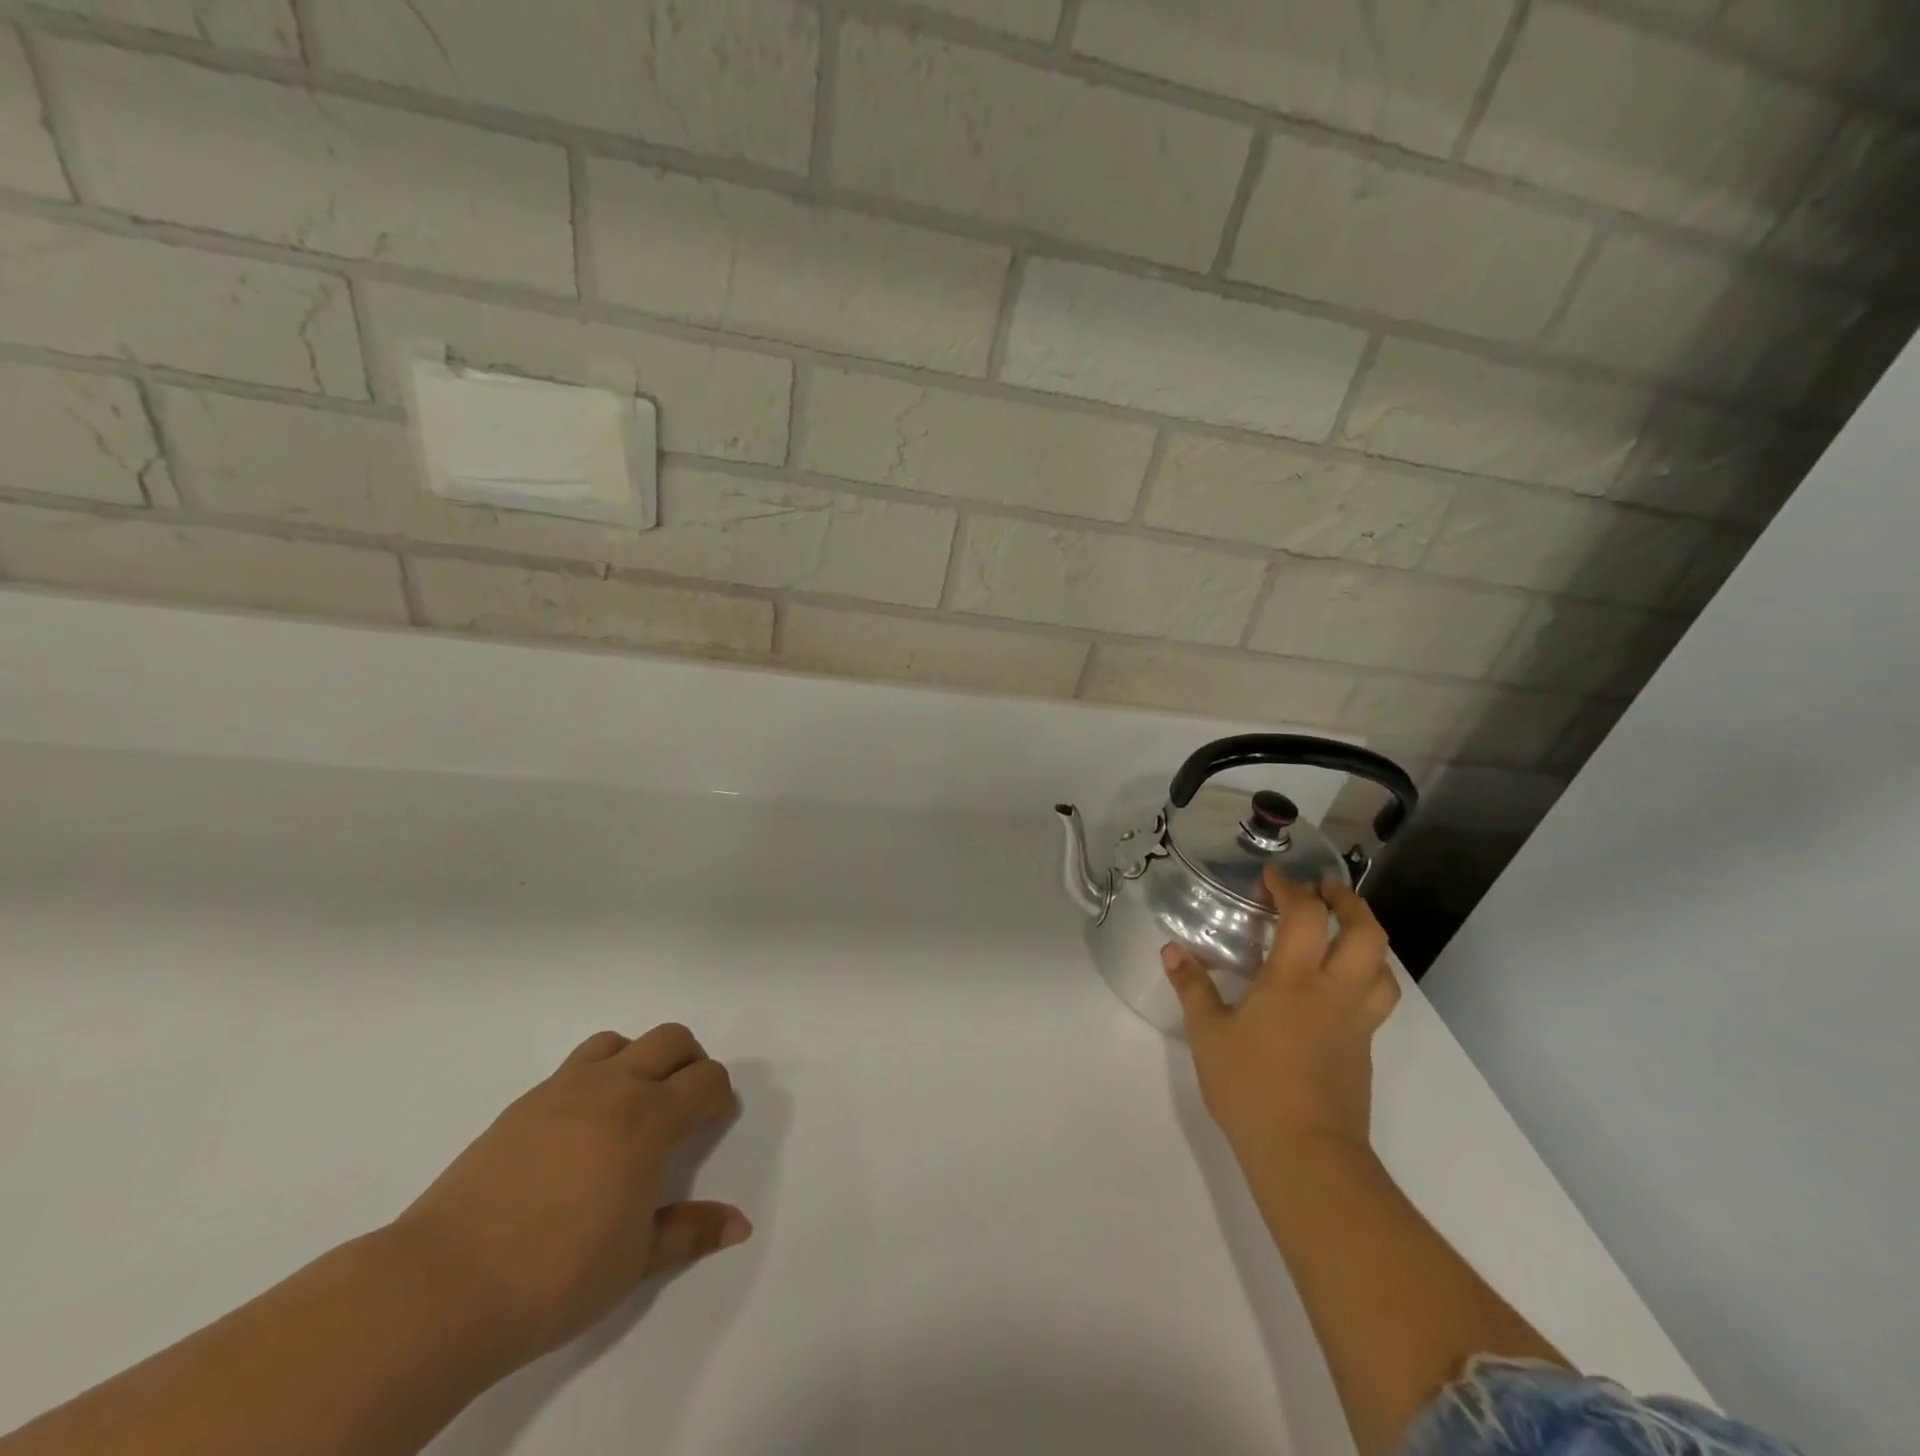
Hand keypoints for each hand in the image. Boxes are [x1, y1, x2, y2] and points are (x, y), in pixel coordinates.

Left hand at [388, 1025, 748, 1366]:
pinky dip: (597, 1076)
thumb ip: (690, 1232)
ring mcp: (564, 1089)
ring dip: (641, 1059)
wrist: (443, 1285)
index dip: (721, 1095)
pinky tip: (583, 1128)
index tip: (718, 1120)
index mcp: (649, 1118)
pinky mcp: (524, 1103)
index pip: (705, 1080)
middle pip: (670, 1040)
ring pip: (619, 1041)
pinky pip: (576, 1066)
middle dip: (691, 1061)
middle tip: (689, 1102)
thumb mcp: (636, 1261)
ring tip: (635, 1104)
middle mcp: (613, 1087)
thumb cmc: (556, 1275)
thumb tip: (740, 1223)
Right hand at [1164, 868, 1398, 1162]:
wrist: (1306, 1155)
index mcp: (1293, 981)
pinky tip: (1336, 990)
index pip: (1304, 916)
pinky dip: (1365, 978)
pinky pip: (1376, 1000)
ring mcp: (1356, 1024)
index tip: (1272, 877)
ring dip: (1368, 940)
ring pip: (1383, 968)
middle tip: (1325, 891)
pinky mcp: (1363, 1052)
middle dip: (1348, 902)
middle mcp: (1334, 993)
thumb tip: (1172, 950)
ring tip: (1343, 934)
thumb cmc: (1251, 1087)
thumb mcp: (1208, 1034)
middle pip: (1365, 933)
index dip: (1290, 888)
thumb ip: (1192, 987)